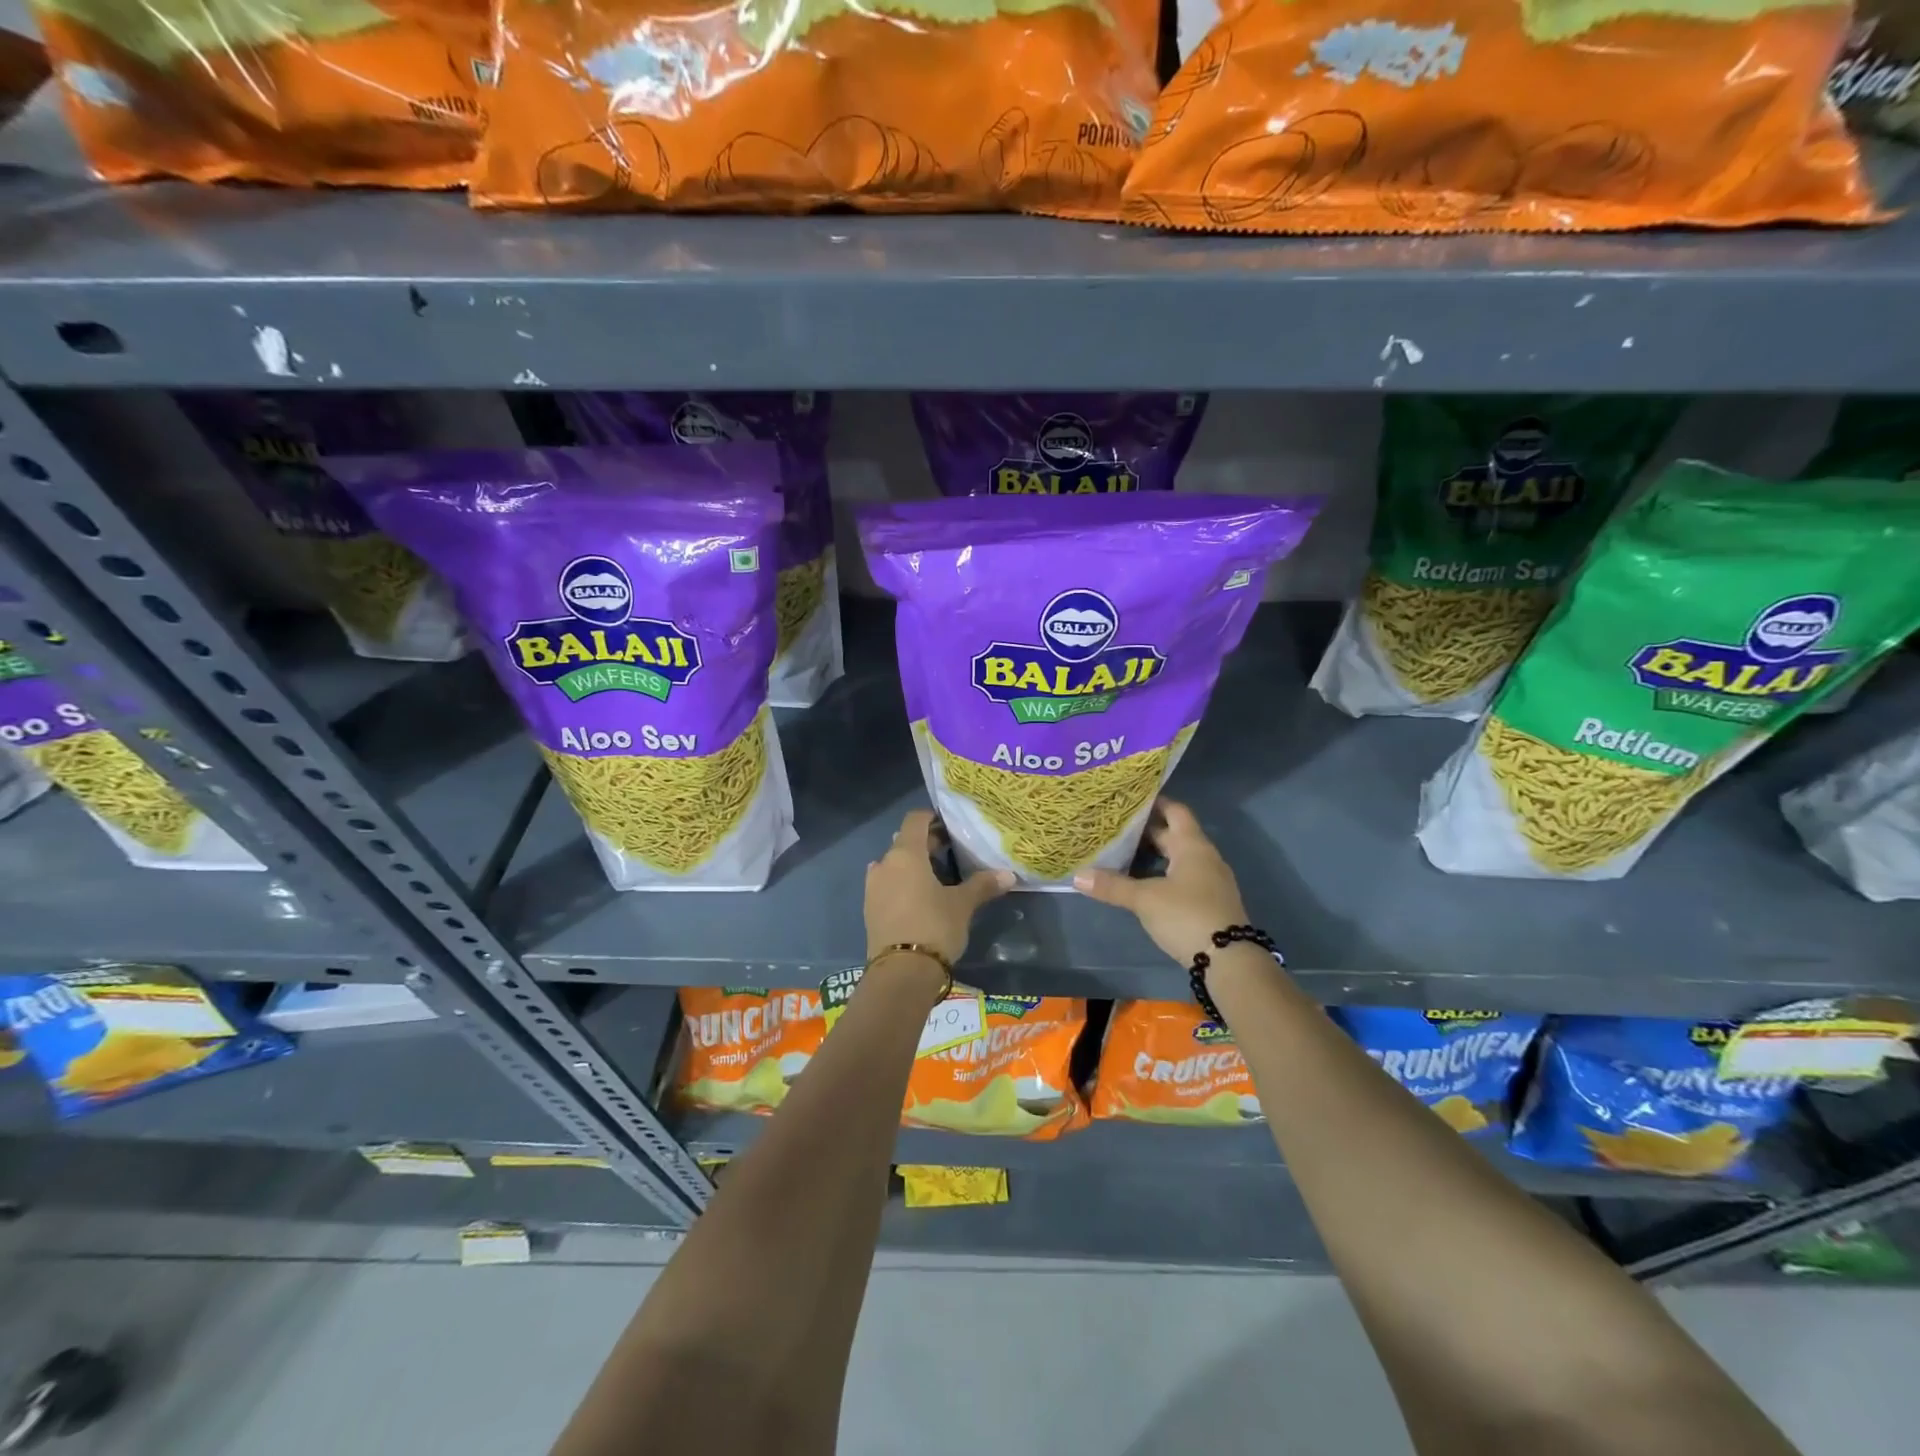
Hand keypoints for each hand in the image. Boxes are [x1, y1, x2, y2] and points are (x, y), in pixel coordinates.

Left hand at [865, 809, 1012, 965]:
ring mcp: (873, 887)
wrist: (901, 973)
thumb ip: (983, 885)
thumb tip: (1009, 874)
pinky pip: (887, 885)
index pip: (915, 820)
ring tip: (936, 878)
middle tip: (951, 852)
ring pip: (894, 865)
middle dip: (926, 844)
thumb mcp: (962, 905)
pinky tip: (920, 898)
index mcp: (905, 854)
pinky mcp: (870, 909)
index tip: (950, 825)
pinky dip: (902, 884)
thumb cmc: (934, 927)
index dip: (932, 818)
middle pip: (904, 842)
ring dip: (912, 866)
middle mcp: (884, 864)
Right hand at [1073, 799, 1248, 964]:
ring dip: (1155, 855)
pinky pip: (1184, 877)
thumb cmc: (1187, 916)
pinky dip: (1163, 874)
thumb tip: (1077, 875)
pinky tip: (1143, 883)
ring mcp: (1210, 881)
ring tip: (1123, 853)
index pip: (1175, 811)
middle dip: (1147, 831)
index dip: (1154, 803)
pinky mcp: (1210, 902)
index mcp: (1192, 846)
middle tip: (1116, 827)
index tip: (1129, 799)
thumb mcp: (1145, 899)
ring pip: (1179, 858)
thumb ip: (1113, 886)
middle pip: (1175, 835)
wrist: (1229, 960)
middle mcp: (1205, 857)